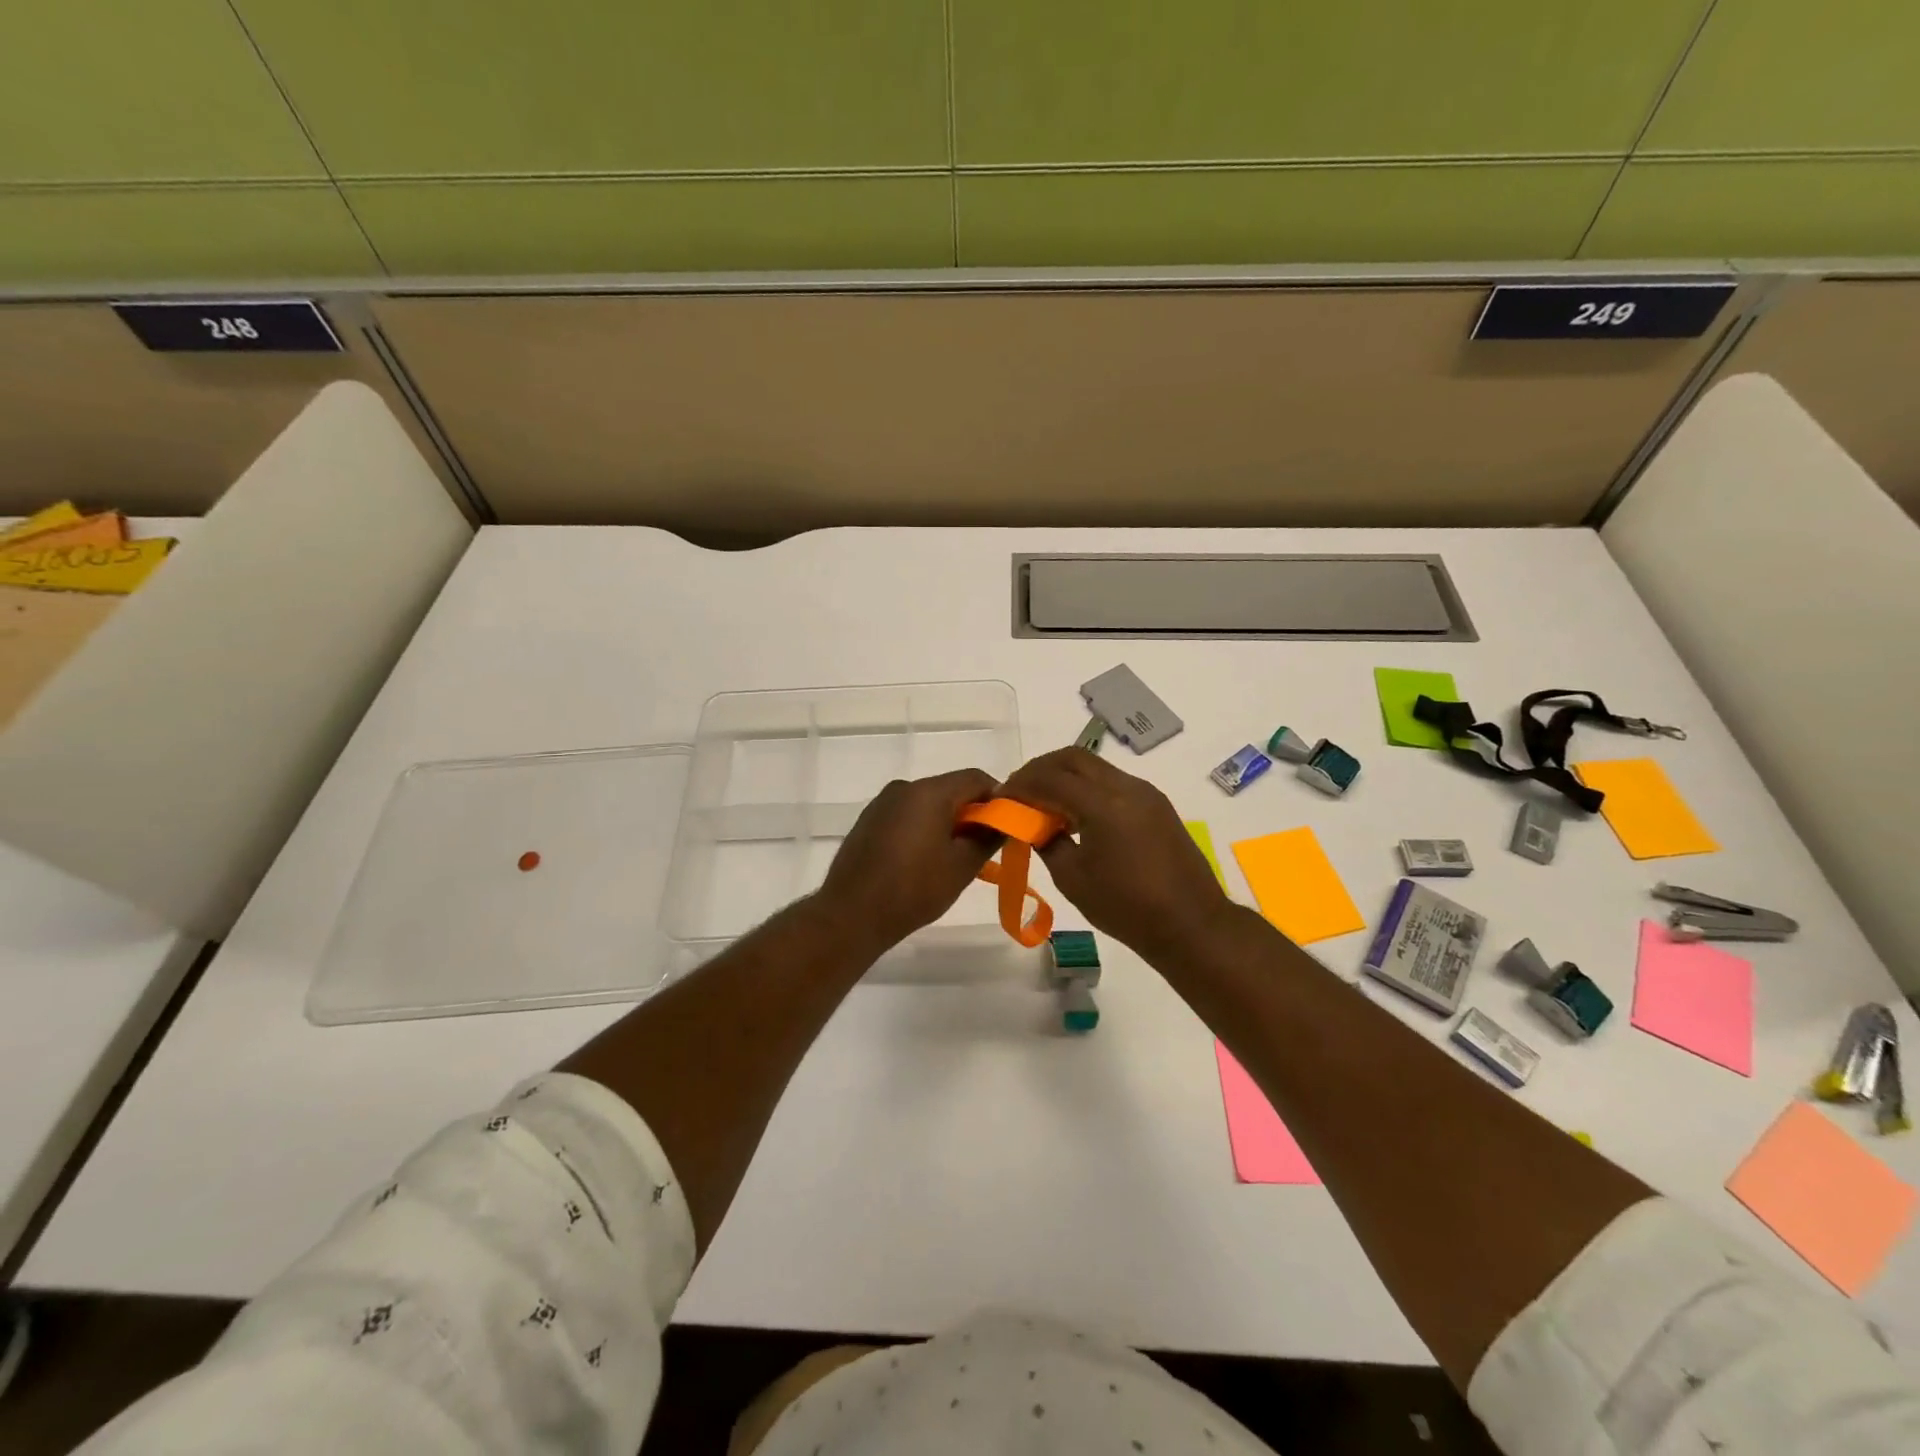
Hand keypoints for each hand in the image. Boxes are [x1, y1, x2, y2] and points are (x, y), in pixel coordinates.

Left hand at [816, 769, 998, 951]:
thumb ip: (989, 837)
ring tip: (953, 858)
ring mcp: (882, 803)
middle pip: (950, 789)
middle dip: (971, 813)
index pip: (976, 778)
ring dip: (946, 822)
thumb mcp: (963, 866)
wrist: (852, 914)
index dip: (998, 798)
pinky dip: (922, 828)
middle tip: (983, 847)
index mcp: (929, 791)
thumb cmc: (914, 889)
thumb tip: (1004, 822)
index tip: (1006, 826)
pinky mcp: (868, 821)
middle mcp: (904, 787)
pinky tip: (922, 861)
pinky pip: (906, 815)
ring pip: (927, 803)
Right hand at [999, 748, 1236, 960]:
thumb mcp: (1073, 879)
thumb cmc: (1127, 908)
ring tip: (1044, 804)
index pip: (1051, 778)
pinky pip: (1113, 782)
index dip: (1021, 784)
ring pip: (1096, 767)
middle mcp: (1127, 787)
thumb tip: (1033, 824)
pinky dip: (1087, 788)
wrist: (1192, 924)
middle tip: (1020, 791)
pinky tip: (1076, 815)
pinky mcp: (1157, 805)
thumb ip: (1047, 842)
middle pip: (1074, 758)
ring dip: (1066, 776)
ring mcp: (1146, 793)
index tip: (1001, 798)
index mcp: (1104, 804)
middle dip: (1041, 769)